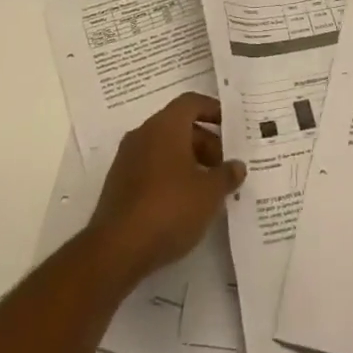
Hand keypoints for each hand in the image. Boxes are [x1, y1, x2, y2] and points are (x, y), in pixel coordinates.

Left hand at [88, 93, 244, 288]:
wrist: (116, 249)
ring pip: (164, 148)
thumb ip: (226, 175)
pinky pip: (151, 168)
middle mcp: (143, 134)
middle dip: (205, 142)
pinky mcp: (118, 184)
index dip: (213, 110)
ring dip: (188, 161)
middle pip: (179, 126)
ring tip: (208, 188)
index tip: (231, 127)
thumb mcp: (209, 193)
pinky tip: (184, 203)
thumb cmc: (169, 208)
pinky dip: (170, 175)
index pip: (191, 103)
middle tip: (224, 166)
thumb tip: (237, 166)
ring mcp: (127, 159)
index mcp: (165, 126)